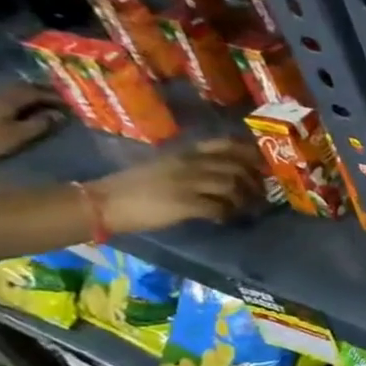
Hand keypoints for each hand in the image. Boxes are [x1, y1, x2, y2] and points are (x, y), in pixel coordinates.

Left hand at [0, 83, 65, 165]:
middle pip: (25, 88)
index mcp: (9, 100)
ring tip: (50, 103)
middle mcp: (0, 96)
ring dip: (34, 95)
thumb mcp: (18, 135)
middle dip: (45, 92)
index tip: (75, 103)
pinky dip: (24, 100)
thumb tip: (59, 115)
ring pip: (17, 92)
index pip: (37, 93)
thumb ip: (40, 124)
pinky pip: (10, 98)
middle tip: (64, 100)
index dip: (57, 97)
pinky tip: (29, 108)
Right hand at [92, 140, 264, 234]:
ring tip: (243, 210)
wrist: (103, 202)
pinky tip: (222, 219)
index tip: (262, 165)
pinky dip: (226, 215)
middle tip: (259, 194)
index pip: (224, 145)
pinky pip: (218, 208)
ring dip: (243, 200)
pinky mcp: (184, 203)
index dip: (249, 154)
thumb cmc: (134, 186)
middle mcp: (188, 164)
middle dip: (254, 182)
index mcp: (184, 154)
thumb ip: (194, 167)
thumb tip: (225, 176)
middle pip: (235, 167)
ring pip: (231, 186)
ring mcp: (187, 183)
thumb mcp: (166, 167)